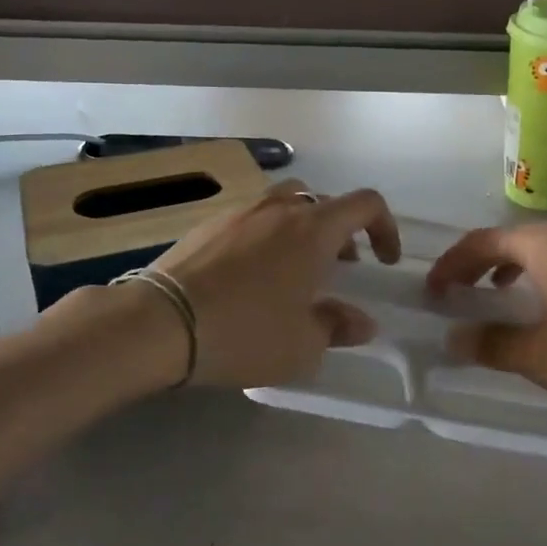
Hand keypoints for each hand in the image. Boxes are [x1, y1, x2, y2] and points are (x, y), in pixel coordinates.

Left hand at [147, 179, 401, 388]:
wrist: (161, 322)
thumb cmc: (244, 332)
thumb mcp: (302, 344)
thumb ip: (338, 326)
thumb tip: (362, 321)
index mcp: (313, 229)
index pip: (365, 204)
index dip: (385, 227)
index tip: (384, 260)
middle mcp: (280, 209)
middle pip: (324, 201)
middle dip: (341, 231)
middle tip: (340, 268)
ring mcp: (241, 211)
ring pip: (286, 203)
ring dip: (303, 228)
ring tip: (295, 267)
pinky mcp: (210, 223)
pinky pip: (252, 218)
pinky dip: (267, 235)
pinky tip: (251, 274)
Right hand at [425, 222, 546, 424]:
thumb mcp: (542, 357)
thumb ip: (491, 343)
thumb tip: (453, 337)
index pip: (482, 243)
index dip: (451, 265)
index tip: (432, 291)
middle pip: (513, 239)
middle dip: (479, 264)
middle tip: (459, 292)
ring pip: (545, 246)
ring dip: (513, 267)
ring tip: (499, 295)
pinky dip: (546, 271)